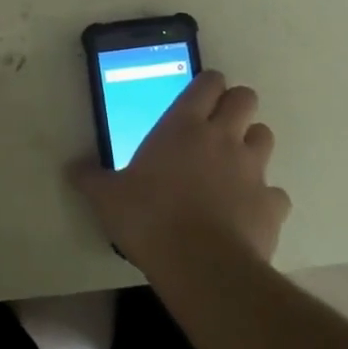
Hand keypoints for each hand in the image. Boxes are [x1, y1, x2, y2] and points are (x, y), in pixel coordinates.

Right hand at [70, 70, 290, 278]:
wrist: (202, 266)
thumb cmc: (149, 219)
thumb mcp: (108, 198)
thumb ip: (91, 179)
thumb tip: (72, 168)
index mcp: (183, 126)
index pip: (208, 82)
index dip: (207, 84)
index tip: (199, 95)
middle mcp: (223, 138)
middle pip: (245, 98)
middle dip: (235, 105)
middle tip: (217, 125)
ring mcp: (253, 169)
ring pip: (265, 136)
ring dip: (251, 144)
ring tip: (233, 164)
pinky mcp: (272, 204)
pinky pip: (275, 192)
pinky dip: (264, 198)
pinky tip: (247, 212)